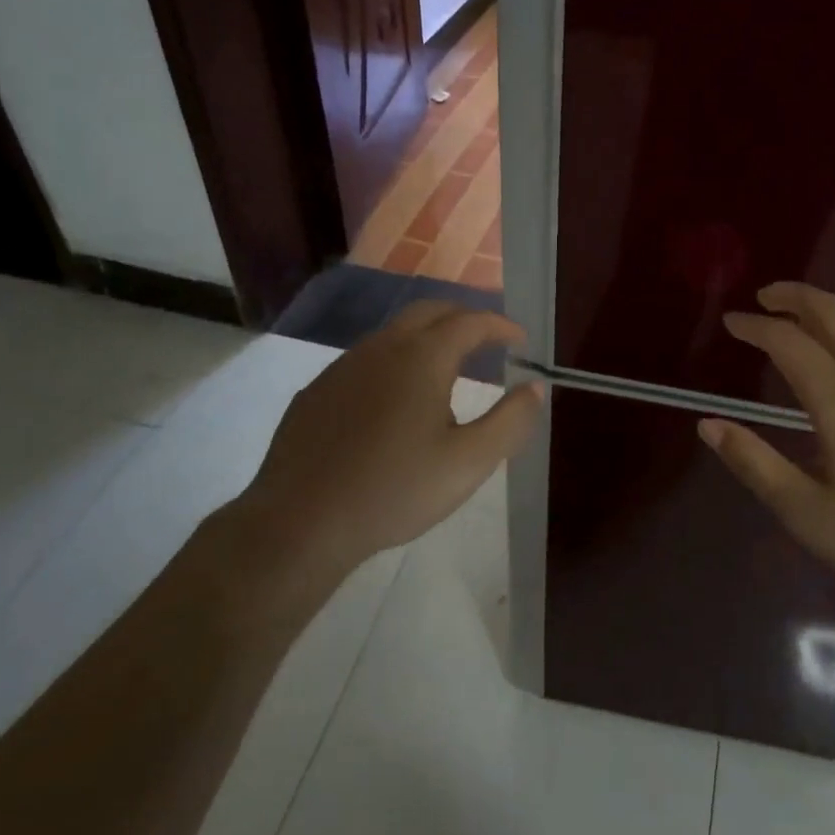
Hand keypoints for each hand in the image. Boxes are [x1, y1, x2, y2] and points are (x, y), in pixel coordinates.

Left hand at [226, 301, 542, 616]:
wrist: (299, 523)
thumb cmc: (395, 490)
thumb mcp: (469, 462)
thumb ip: (510, 421)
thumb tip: (534, 387)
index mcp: (423, 357)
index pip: (471, 322)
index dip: (501, 325)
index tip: (521, 339)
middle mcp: (382, 348)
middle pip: (430, 312)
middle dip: (464, 318)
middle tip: (487, 340)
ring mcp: (343, 367)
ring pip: (393, 333)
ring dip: (426, 338)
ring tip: (445, 369)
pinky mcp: (317, 391)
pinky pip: (365, 360)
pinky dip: (393, 362)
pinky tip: (392, 401)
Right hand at [700, 282, 834, 618]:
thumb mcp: (807, 513)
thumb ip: (755, 464)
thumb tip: (708, 425)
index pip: (788, 341)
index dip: (755, 327)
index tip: (731, 323)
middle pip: (832, 312)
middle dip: (793, 296)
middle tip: (763, 297)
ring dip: (824, 310)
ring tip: (797, 317)